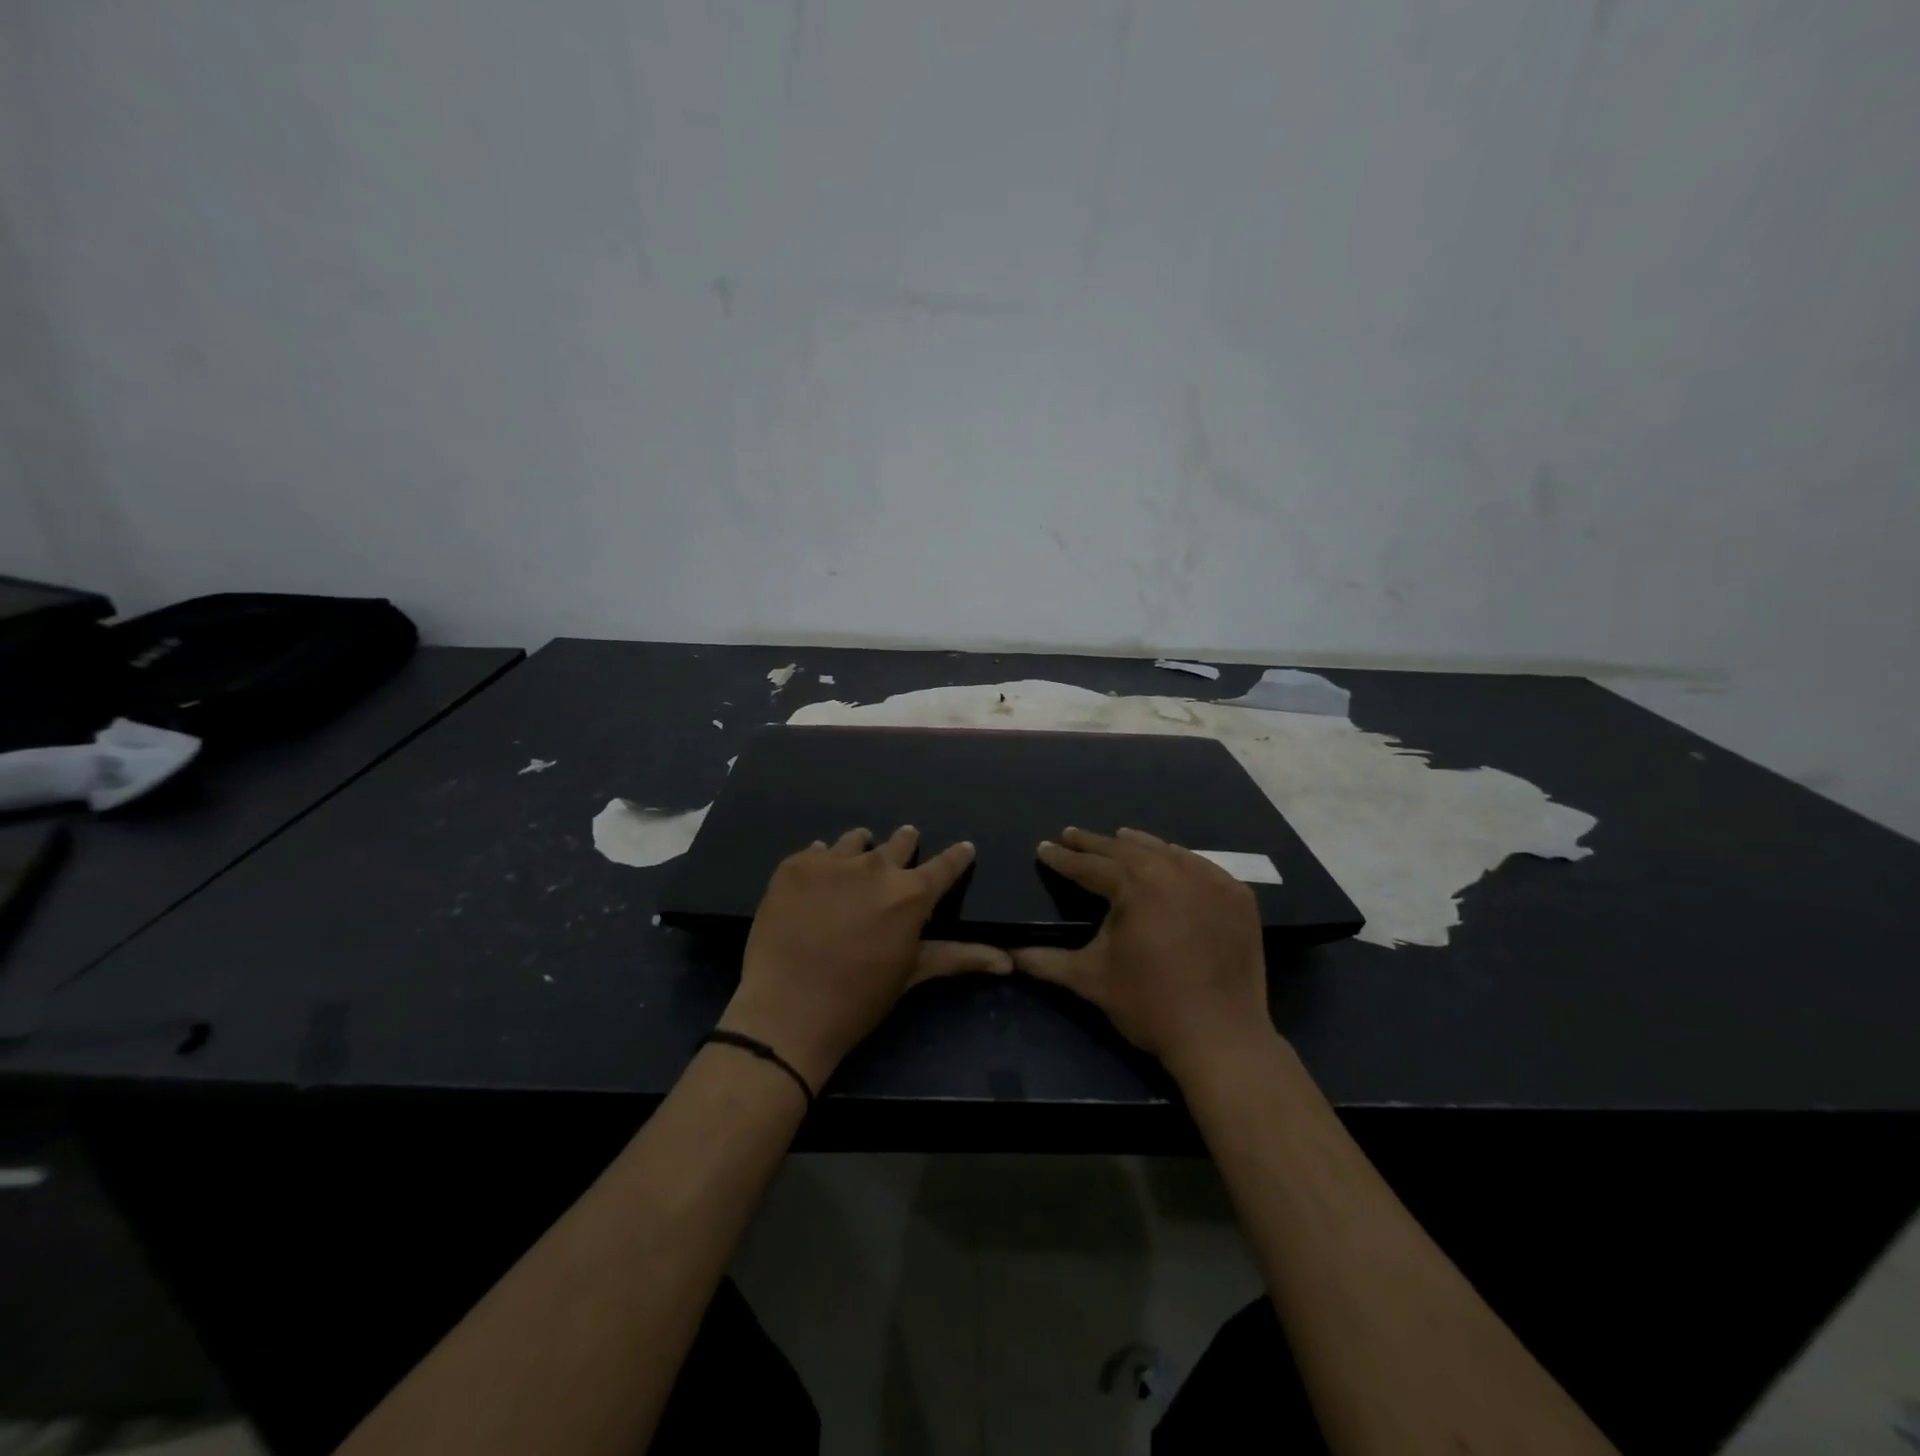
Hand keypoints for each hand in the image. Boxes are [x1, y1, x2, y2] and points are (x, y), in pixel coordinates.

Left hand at [720, 826, 1011, 1089]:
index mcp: (911, 895)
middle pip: (899, 844)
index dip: (957, 857)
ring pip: (856, 841)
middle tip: (905, 845)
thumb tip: (1009, 961)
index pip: (945, 866)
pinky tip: (818, 879)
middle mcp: (876, 867)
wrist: (786, 1011)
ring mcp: (832, 862)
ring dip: (862, 849)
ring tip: (856, 861)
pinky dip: (823, 861)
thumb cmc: (858, 999)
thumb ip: (960, 957)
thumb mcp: (912, 974)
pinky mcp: (795, 865)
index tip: (964, 848)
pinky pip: (817, 851)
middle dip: (906, 844)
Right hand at [1012, 827, 1272, 1078]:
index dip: (1063, 858)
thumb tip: (1007, 954)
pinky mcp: (1238, 897)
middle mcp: (1173, 872)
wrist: (1221, 1038)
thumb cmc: (1149, 1005)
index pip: (1089, 866)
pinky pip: (1202, 866)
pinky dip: (1179, 860)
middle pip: (1126, 850)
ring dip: (1137, 845)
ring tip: (1118, 839)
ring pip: (1166, 852)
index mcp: (1134, 886)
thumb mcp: (1090, 980)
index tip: (1044, 847)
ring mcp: (1211, 881)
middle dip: (1094, 843)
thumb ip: (1045, 961)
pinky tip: (1170, 860)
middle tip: (1071, 835)